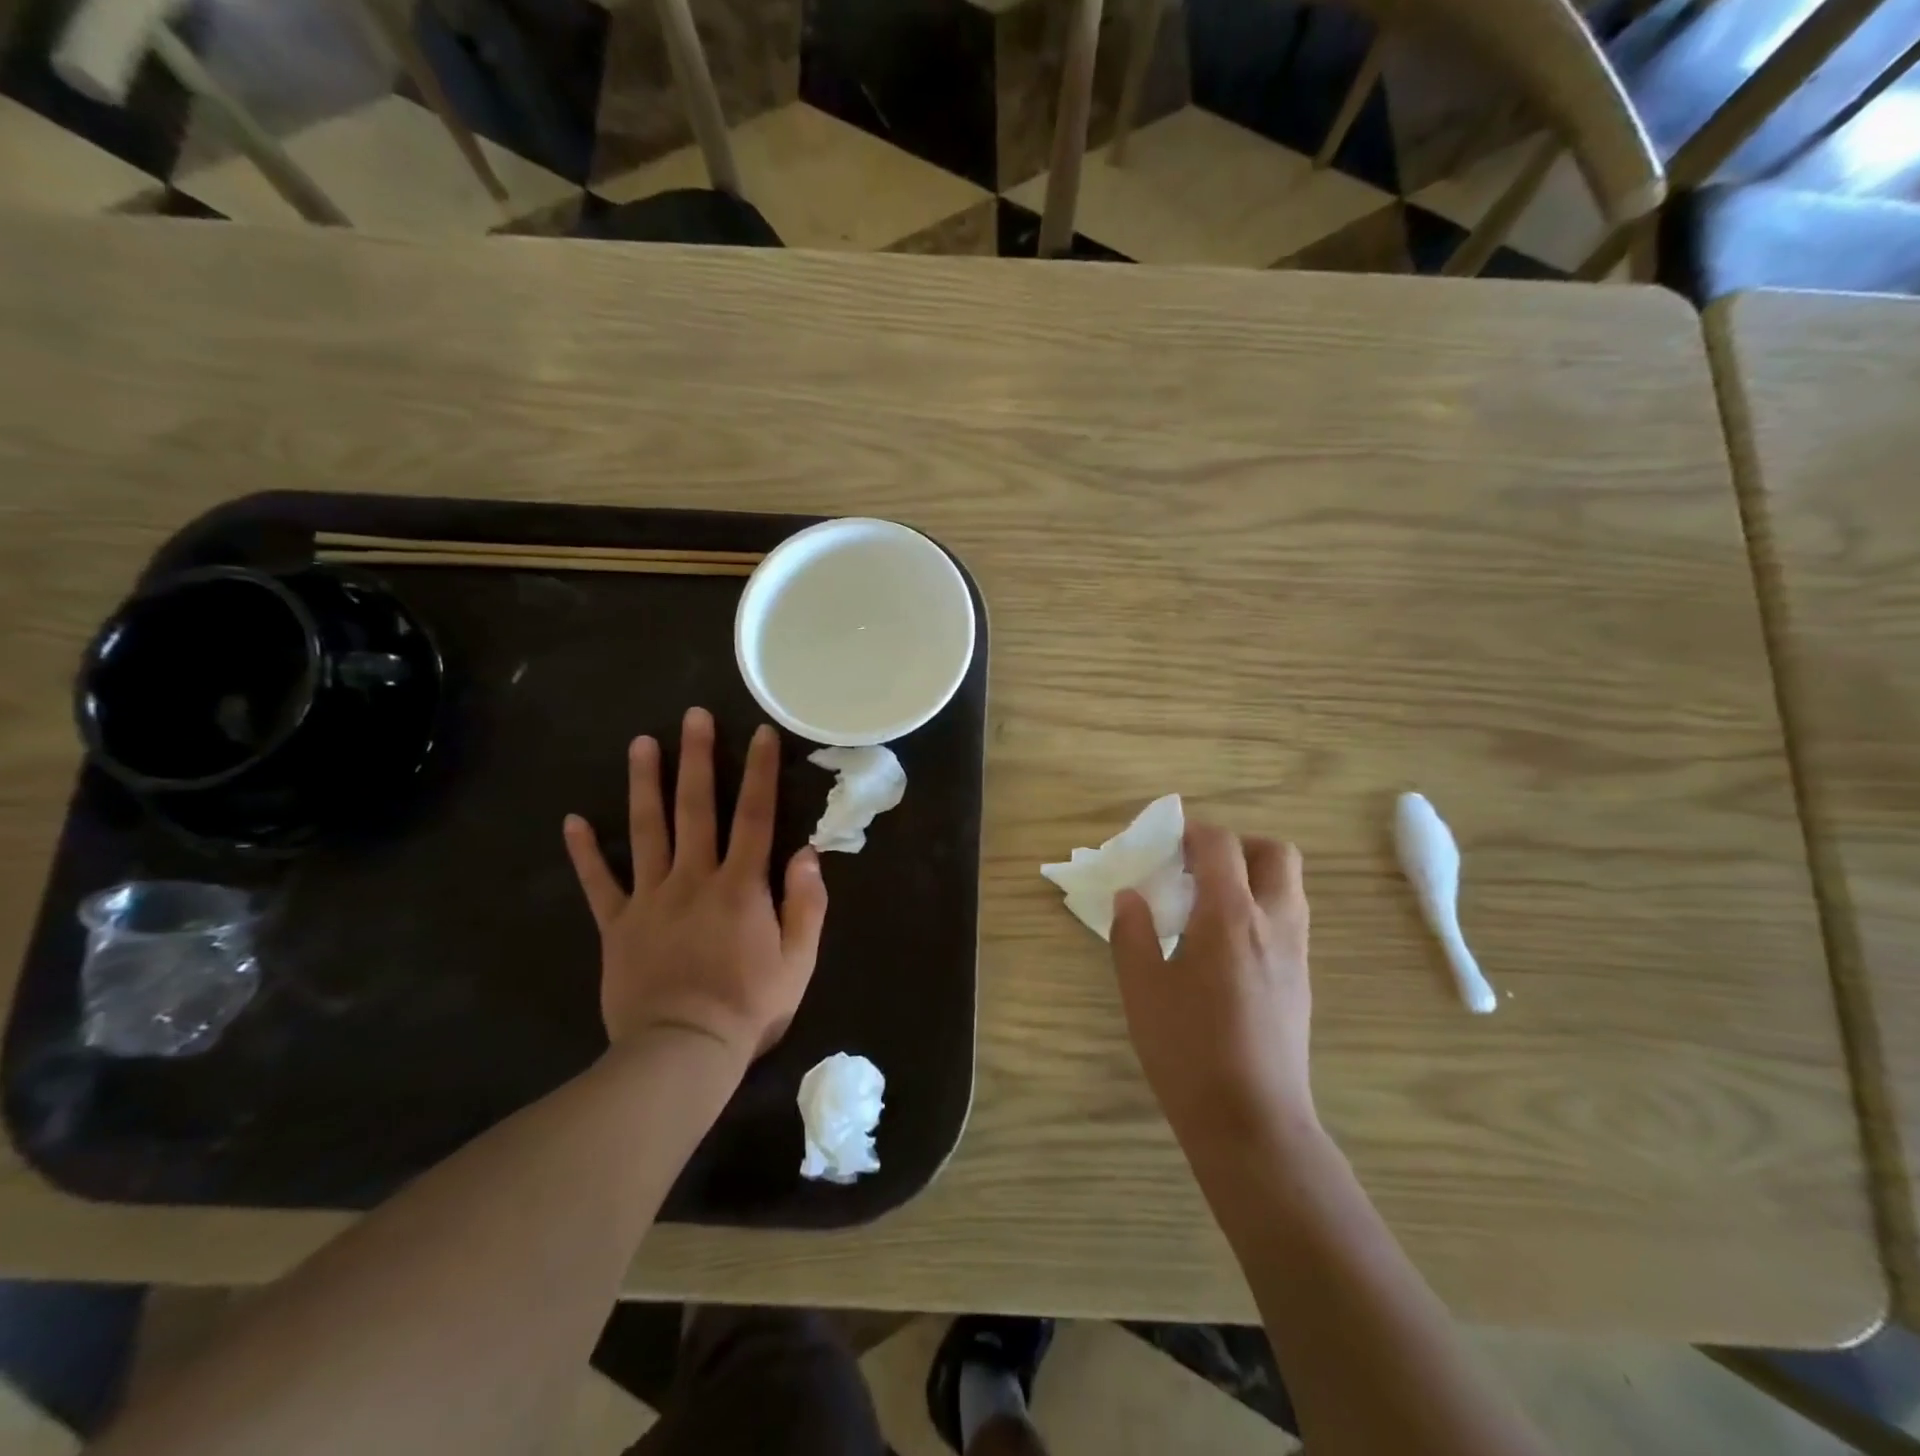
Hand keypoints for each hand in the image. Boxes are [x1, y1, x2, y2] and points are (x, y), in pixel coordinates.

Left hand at [563, 706, 827, 1065]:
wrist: (681, 1053)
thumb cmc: (748, 1006)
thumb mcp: (798, 961)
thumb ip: (807, 905)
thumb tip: (807, 853)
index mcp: (741, 886)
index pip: (754, 817)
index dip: (760, 773)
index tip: (761, 733)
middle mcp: (694, 879)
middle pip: (695, 809)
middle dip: (697, 759)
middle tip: (694, 716)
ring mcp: (650, 899)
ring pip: (646, 831)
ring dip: (644, 784)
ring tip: (641, 743)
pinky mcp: (617, 925)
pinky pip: (599, 884)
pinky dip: (585, 853)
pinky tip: (572, 820)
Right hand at [1112, 823, 1314, 1151]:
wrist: (1252, 1122)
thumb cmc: (1188, 1050)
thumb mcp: (1142, 988)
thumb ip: (1132, 932)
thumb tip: (1130, 896)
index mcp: (1230, 916)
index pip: (1220, 845)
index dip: (1192, 831)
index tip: (1165, 842)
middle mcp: (1273, 922)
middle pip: (1275, 853)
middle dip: (1237, 845)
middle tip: (1198, 867)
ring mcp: (1295, 952)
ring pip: (1288, 885)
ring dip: (1253, 875)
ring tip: (1208, 903)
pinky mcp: (1301, 979)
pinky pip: (1288, 918)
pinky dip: (1261, 907)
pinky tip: (1224, 944)